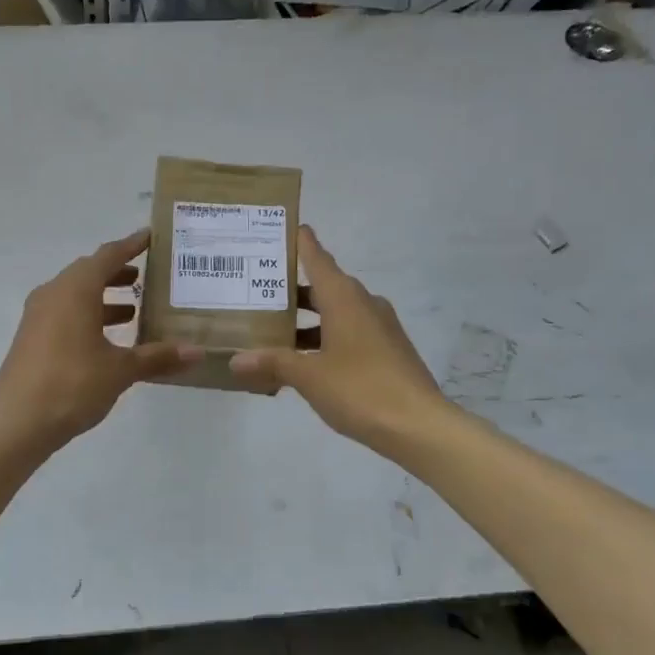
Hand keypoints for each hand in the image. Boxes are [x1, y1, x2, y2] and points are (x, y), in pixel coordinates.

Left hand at [0, 229, 200, 450]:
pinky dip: (89, 315)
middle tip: (148, 276)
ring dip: (104, 297)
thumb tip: (197, 352)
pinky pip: (65, 313)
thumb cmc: (72, 384)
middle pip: (90, 272)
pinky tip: (108, 338)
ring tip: (135, 308)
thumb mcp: (120, 370)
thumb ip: (157, 357)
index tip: (151, 237)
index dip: (131, 245)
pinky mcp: (32, 337)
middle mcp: (54, 293)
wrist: (16, 423)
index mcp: (75, 290)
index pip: (108, 255)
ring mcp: (38, 316)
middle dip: (119, 272)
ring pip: (76, 294)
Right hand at [229, 226, 447, 455]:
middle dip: (291, 288)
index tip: (279, 228)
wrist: (419, 426)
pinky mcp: (387, 350)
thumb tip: (235, 360)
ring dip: (307, 319)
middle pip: (323, 285)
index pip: (317, 257)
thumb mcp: (308, 376)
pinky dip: (324, 339)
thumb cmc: (360, 389)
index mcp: (344, 298)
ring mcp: (379, 327)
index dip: (299, 242)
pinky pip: (348, 333)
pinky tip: (303, 362)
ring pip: (335, 312)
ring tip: (271, 330)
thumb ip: (272, 363)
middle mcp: (363, 303)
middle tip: (256, 288)